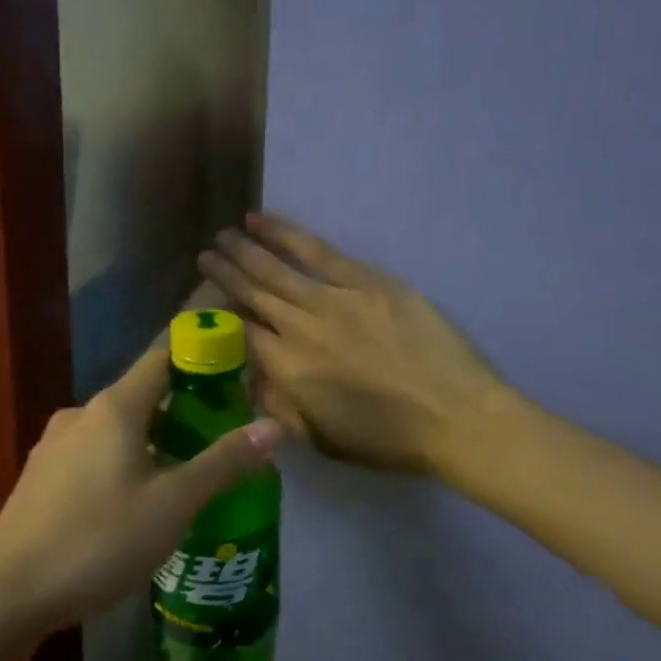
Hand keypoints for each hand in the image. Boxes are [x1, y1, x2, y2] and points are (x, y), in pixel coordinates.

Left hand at [0, 349, 281, 634]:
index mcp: (114, 407)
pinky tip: (130, 507)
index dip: (199, 361)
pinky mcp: (38, 477)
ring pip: (114, 430)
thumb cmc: (99, 540)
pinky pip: (90, 456)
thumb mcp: (173, 504)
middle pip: (140, 397)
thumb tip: (273, 426)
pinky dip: (119, 464)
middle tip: (217, 444)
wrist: (8, 592)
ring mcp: (53, 445)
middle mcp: (80, 413)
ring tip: (181, 480)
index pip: (162, 358)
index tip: (232, 380)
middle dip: (180, 413)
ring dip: (150, 443)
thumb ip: (223, 462)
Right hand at [199, 213, 509, 476]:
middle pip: (252, 294)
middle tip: (204, 255)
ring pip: (275, 268)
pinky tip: (261, 221)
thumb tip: (253, 379)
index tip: (208, 302)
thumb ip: (279, 407)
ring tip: (224, 235)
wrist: (455, 416)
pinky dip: (285, 233)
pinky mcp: (365, 281)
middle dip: (224, 274)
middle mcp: (299, 328)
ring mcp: (332, 298)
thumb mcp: (321, 439)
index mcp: (287, 370)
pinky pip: (316, 251)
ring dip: (245, 250)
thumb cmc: (387, 439)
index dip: (221, 316)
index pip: (240, 334)